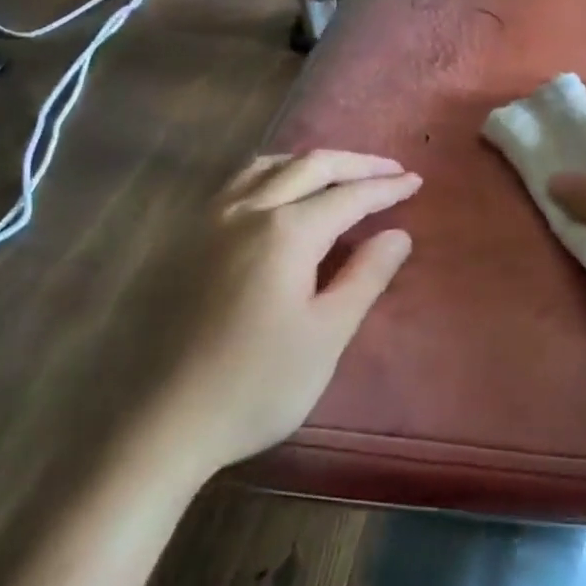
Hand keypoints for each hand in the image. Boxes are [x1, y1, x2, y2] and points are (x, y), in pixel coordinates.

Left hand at [148, 150, 419, 480]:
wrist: (168, 422)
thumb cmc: (260, 384)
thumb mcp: (328, 334)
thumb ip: (366, 276)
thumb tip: (398, 234)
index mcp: (285, 234)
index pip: (348, 197)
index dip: (386, 188)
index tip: (416, 182)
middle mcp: (246, 212)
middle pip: (309, 168)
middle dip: (356, 164)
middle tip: (392, 170)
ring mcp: (210, 222)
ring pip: (268, 167)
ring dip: (312, 163)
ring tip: (342, 173)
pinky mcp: (189, 240)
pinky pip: (239, 184)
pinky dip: (274, 174)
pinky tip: (281, 192)